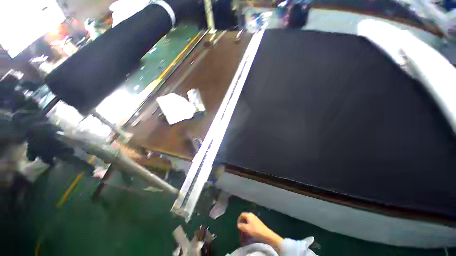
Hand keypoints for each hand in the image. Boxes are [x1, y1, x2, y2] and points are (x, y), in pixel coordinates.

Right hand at [237, 212, 283, 250]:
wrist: (266, 235)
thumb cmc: (256, 231)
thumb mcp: (247, 229)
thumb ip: (241, 226)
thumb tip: (239, 225)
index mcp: (249, 215)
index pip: (241, 215)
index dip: (239, 220)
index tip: (238, 226)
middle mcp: (252, 215)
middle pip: (244, 218)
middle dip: (242, 224)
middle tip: (241, 230)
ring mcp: (255, 219)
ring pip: (248, 222)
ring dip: (245, 227)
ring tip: (244, 233)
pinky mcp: (258, 223)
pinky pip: (251, 224)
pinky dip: (249, 228)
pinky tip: (249, 233)